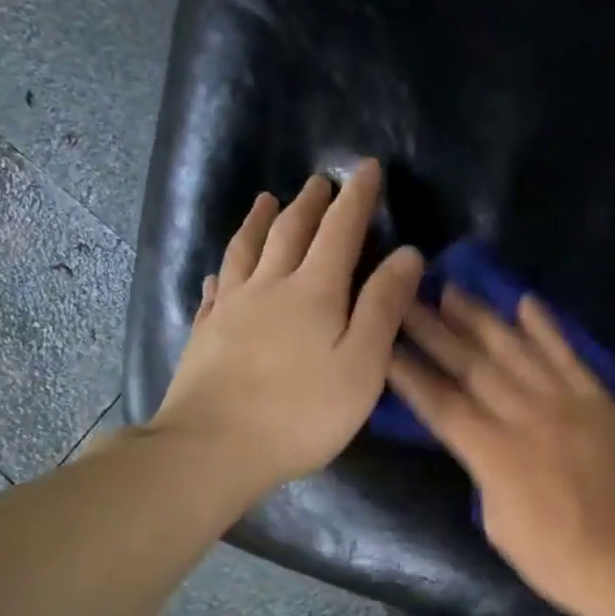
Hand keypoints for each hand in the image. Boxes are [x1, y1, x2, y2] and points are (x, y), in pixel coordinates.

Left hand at [154, 160, 423, 494]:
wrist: (213, 447)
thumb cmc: (302, 412)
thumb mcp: (362, 364)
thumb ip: (384, 306)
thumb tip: (408, 254)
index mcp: (315, 291)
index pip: (341, 230)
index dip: (357, 198)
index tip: (368, 167)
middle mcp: (270, 286)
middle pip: (291, 231)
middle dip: (311, 203)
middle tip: (320, 181)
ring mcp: (231, 308)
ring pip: (247, 249)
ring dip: (261, 220)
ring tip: (268, 199)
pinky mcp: (206, 333)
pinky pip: (217, 287)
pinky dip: (226, 267)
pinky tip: (223, 269)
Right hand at [388, 286, 614, 615]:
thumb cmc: (555, 558)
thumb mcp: (497, 522)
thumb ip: (484, 471)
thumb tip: (482, 441)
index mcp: (492, 453)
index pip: (440, 402)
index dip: (409, 372)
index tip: (383, 341)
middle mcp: (524, 416)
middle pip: (471, 365)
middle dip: (433, 330)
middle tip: (405, 298)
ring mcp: (566, 402)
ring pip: (516, 349)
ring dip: (481, 318)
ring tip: (453, 290)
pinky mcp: (599, 399)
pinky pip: (569, 354)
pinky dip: (547, 327)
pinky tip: (525, 301)